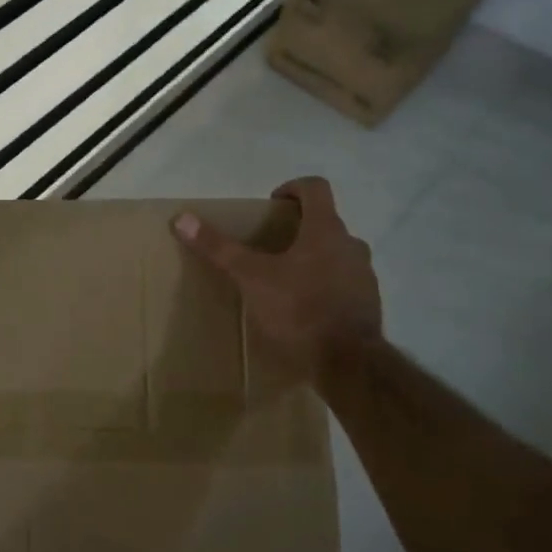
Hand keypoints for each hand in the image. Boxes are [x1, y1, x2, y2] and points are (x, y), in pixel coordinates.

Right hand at [173, 176, 382, 381]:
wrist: (348, 363)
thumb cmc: (299, 310)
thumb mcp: (251, 278)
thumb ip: (219, 248)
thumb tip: (182, 218)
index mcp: (326, 230)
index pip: (316, 188)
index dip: (293, 188)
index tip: (273, 204)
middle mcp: (351, 245)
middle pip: (326, 222)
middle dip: (298, 229)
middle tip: (270, 246)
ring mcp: (364, 276)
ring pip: (336, 254)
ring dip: (313, 258)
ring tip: (284, 280)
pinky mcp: (368, 304)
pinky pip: (344, 283)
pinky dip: (325, 286)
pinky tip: (303, 309)